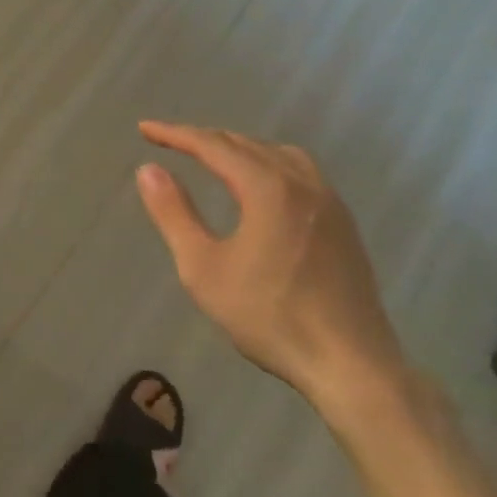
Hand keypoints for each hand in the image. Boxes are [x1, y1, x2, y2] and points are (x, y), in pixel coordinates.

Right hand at [135, 122, 406, 411]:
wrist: (352, 366)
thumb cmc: (270, 317)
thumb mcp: (203, 268)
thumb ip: (174, 213)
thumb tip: (149, 169)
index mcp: (268, 188)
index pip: (213, 145)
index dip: (175, 134)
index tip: (144, 129)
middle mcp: (302, 182)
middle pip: (246, 144)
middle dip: (205, 139)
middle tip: (171, 142)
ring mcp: (329, 202)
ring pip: (278, 154)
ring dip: (240, 148)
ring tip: (215, 158)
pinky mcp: (344, 223)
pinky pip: (300, 172)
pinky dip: (269, 164)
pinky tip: (262, 188)